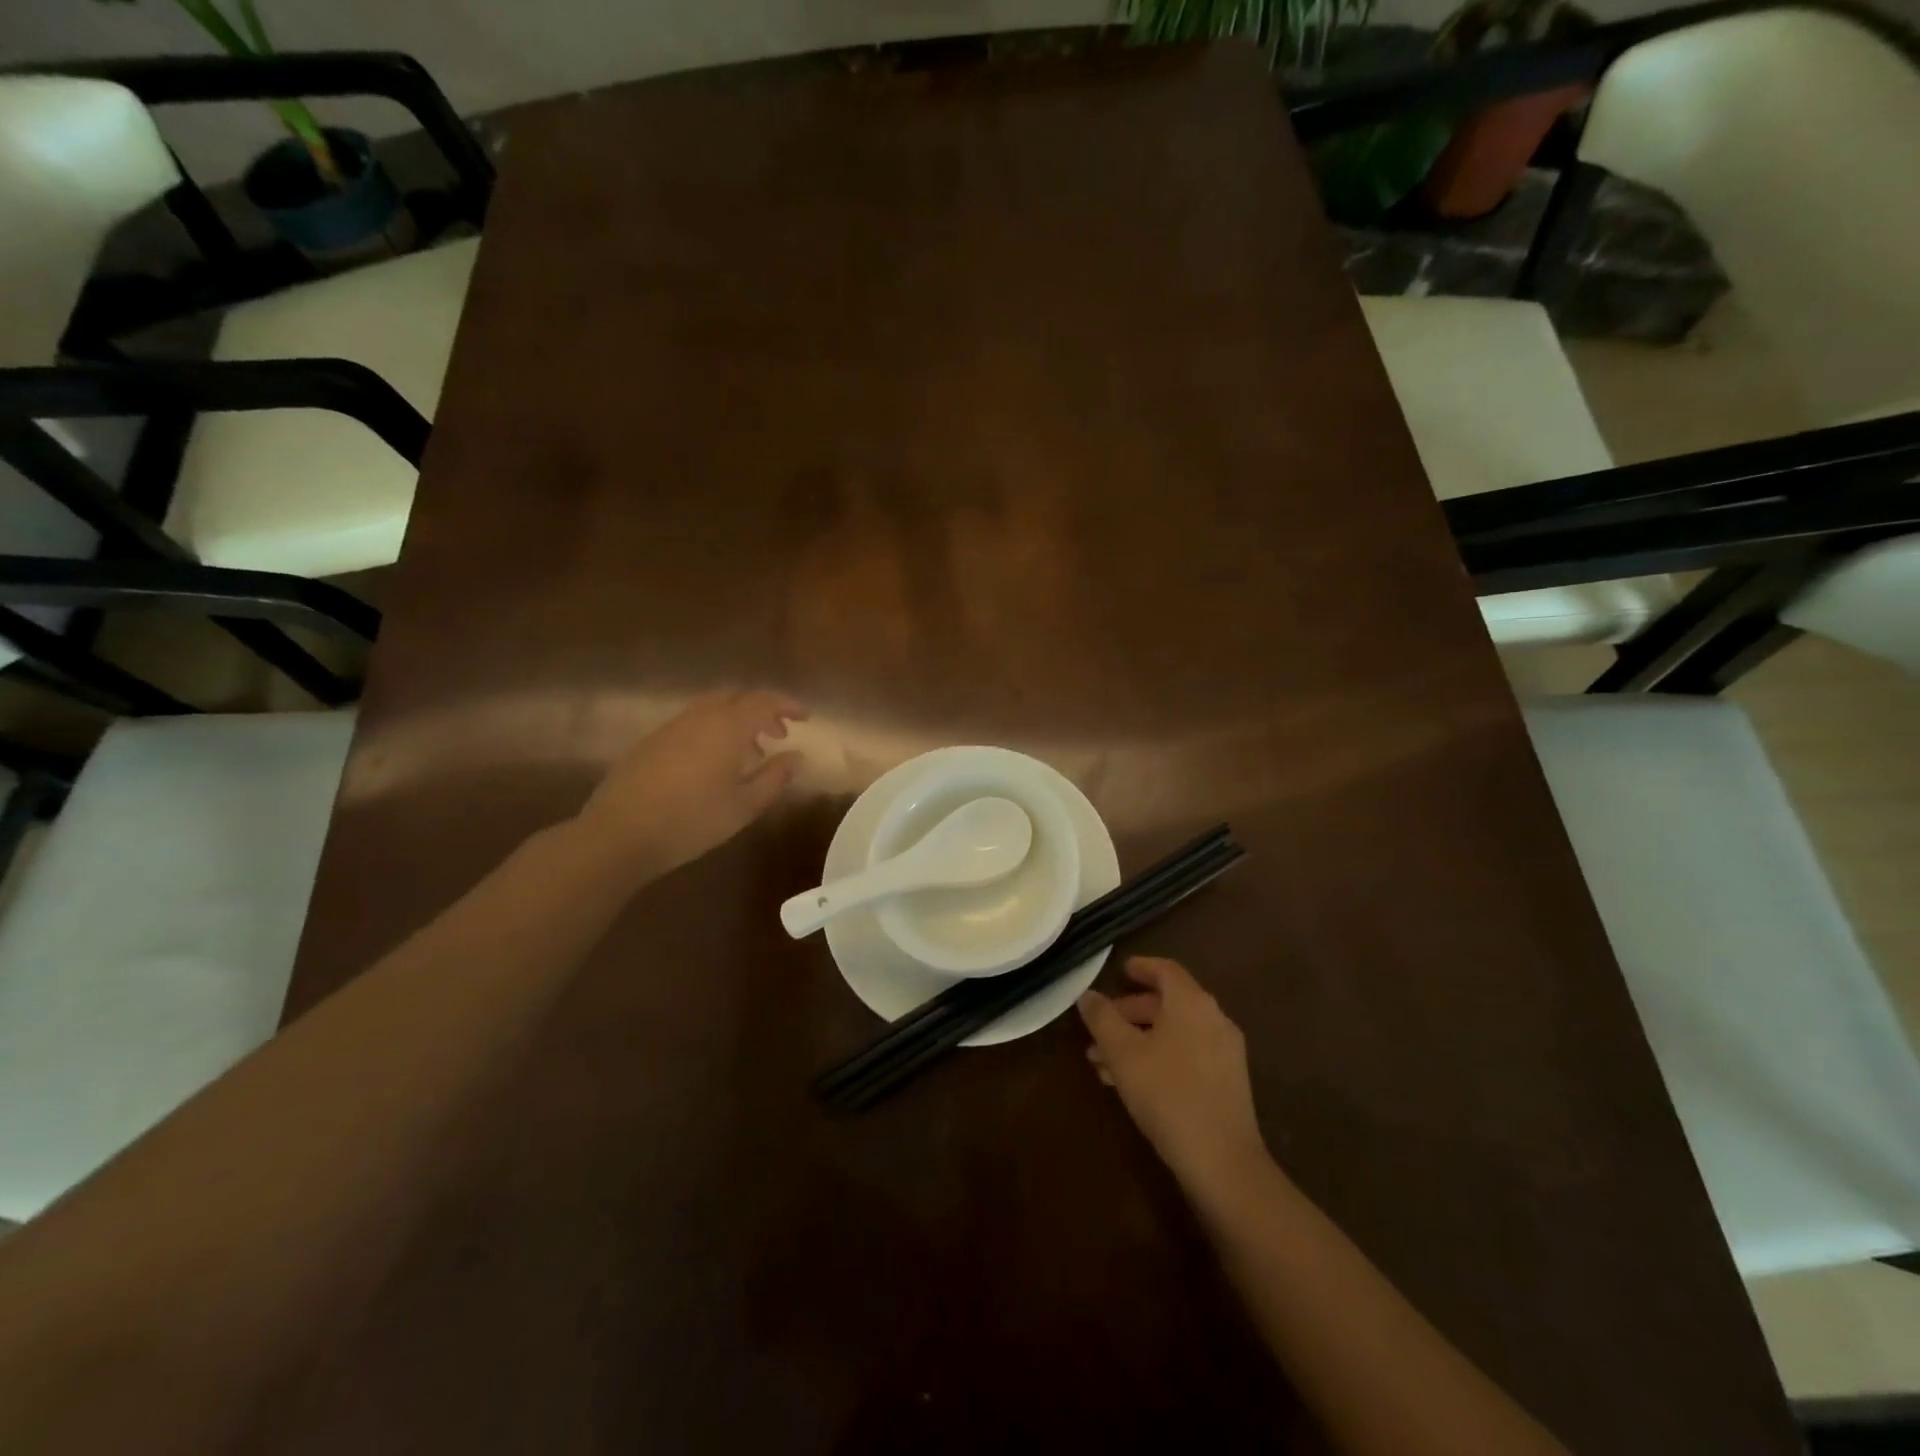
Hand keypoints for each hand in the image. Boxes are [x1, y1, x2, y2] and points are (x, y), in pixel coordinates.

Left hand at [577, 690, 807, 877]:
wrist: (619, 833)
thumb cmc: (692, 821)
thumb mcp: (744, 806)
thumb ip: (774, 777)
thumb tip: (796, 757)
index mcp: (727, 727)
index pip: (764, 701)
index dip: (787, 705)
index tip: (805, 718)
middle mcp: (699, 717)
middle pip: (737, 698)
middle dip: (762, 711)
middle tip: (779, 735)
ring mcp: (671, 727)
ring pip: (712, 709)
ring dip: (737, 722)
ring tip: (750, 753)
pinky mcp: (651, 742)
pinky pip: (692, 723)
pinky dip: (713, 732)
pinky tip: (713, 765)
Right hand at [1079, 957, 1271, 1205]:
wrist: (1223, 1162)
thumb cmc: (1168, 1094)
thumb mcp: (1123, 1053)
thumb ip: (1102, 1018)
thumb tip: (1088, 995)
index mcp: (1192, 1003)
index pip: (1166, 970)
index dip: (1141, 967)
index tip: (1119, 971)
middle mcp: (1214, 1019)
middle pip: (1167, 1003)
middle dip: (1129, 1013)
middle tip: (1098, 1029)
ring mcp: (1225, 1052)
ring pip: (1174, 1033)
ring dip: (1139, 1040)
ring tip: (1102, 1064)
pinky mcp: (1227, 1083)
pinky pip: (1186, 1055)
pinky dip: (1158, 1057)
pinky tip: (1131, 1084)